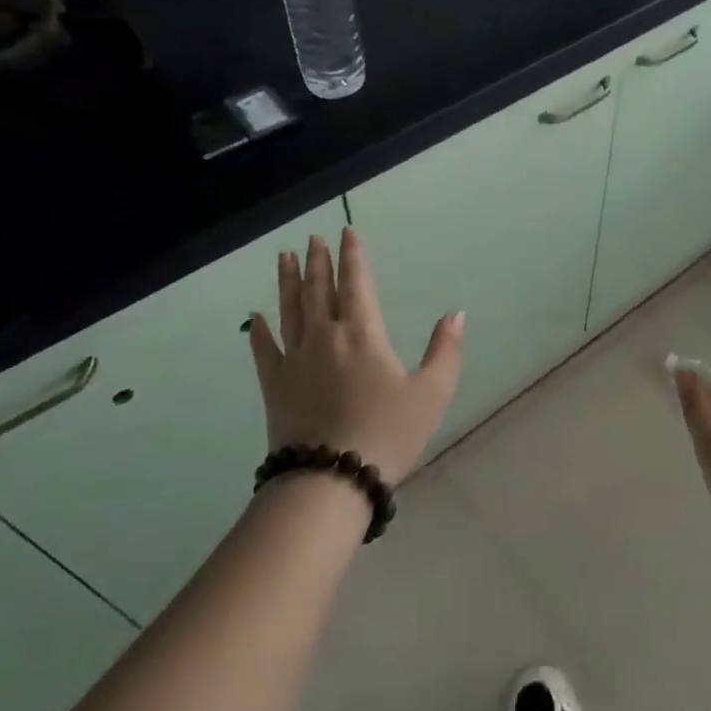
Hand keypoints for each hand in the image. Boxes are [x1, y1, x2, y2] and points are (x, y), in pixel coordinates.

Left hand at [248, 229, 464, 485]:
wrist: (330, 479)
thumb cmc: (386, 434)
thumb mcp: (431, 394)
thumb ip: (445, 351)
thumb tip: (456, 314)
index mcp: (363, 334)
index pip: (356, 283)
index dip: (353, 255)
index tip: (347, 231)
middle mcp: (325, 336)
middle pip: (320, 290)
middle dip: (319, 261)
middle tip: (313, 238)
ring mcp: (295, 360)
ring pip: (290, 310)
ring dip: (288, 281)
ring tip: (284, 257)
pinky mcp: (274, 386)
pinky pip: (264, 350)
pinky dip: (259, 331)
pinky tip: (254, 317)